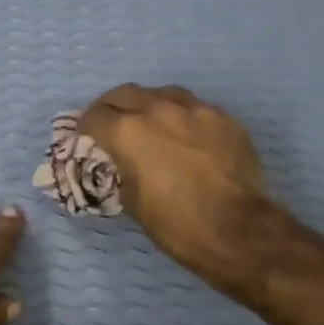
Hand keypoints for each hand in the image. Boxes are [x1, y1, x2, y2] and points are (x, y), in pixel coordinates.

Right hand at [78, 84, 276, 293]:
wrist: (239, 231)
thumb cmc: (177, 224)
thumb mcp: (133, 202)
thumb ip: (121, 171)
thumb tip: (121, 164)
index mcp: (129, 132)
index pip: (94, 117)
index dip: (84, 128)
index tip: (85, 138)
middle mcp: (159, 110)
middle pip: (124, 94)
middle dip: (111, 107)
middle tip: (110, 124)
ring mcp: (196, 110)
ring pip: (162, 94)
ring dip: (148, 105)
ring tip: (149, 123)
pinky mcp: (224, 119)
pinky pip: (195, 108)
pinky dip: (182, 117)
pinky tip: (186, 136)